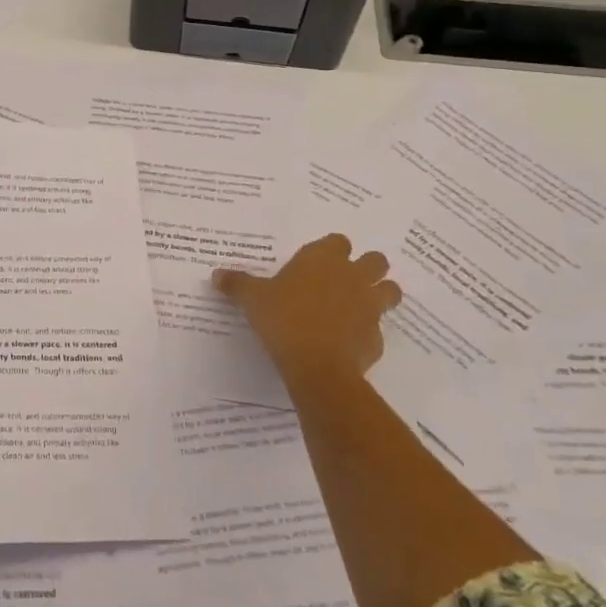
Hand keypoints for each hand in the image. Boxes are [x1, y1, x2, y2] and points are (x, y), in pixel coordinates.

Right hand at [213, 234, 400, 399]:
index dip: (331, 250)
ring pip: (390, 291)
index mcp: (323, 259)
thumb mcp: (252, 299)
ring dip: (379, 294)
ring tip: (357, 307)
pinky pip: (377, 330)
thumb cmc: (283, 318)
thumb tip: (216, 275)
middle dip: (367, 267)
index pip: (338, 241)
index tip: (317, 263)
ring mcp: (370, 307)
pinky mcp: (377, 337)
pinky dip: (366, 333)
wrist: (317, 365)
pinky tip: (347, 342)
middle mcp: (352, 276)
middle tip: (345, 281)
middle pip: (376, 260)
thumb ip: (237, 284)